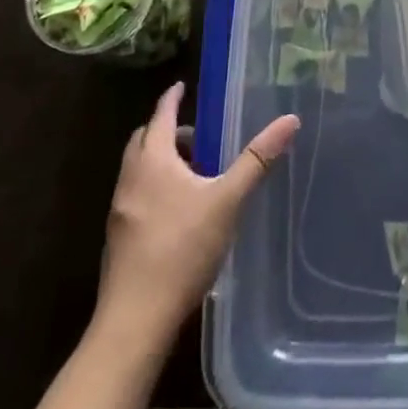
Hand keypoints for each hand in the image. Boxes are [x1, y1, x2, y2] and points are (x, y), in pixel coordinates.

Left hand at [94, 83, 299, 339]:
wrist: (134, 322)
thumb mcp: (228, 200)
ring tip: (192, 172)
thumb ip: (257, 160)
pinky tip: (177, 211)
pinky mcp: (118, 240)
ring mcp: (120, 211)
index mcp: (153, 161)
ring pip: (137, 170)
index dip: (172, 97)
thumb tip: (290, 120)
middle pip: (144, 140)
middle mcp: (131, 179)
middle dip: (165, 129)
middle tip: (195, 133)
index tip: (181, 86)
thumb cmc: (182, 250)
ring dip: (159, 161)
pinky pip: (135, 196)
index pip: (160, 114)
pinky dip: (153, 187)